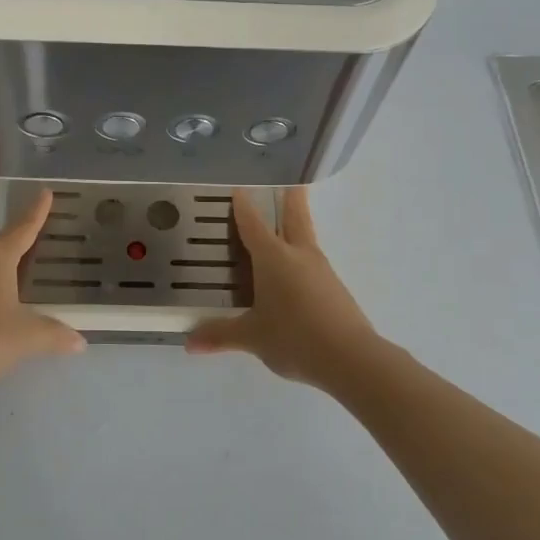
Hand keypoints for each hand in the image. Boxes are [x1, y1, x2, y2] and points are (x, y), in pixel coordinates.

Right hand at [184, 188, 381, 388]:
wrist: (351, 358)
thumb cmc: (294, 337)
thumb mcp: (252, 337)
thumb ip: (220, 335)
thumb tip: (189, 343)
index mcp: (274, 258)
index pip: (254, 225)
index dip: (244, 207)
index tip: (239, 190)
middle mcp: (299, 255)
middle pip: (295, 217)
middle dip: (290, 198)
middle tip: (289, 182)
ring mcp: (321, 270)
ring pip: (307, 237)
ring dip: (298, 224)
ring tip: (287, 224)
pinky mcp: (334, 288)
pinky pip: (313, 262)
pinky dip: (302, 255)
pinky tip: (296, 271)